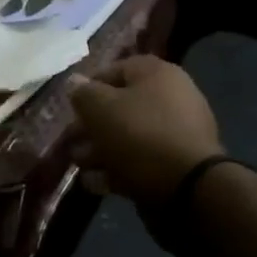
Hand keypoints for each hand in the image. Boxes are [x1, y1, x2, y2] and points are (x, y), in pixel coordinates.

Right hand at [69, 56, 223, 207]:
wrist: (187, 187)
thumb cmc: (139, 135)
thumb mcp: (100, 108)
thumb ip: (83, 93)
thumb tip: (74, 82)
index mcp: (157, 75)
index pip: (116, 69)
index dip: (88, 86)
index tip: (69, 107)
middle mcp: (171, 98)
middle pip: (121, 106)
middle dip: (90, 126)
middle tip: (69, 141)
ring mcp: (177, 133)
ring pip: (129, 136)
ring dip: (100, 150)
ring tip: (79, 165)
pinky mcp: (176, 164)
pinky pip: (141, 161)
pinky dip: (117, 170)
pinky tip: (96, 183)